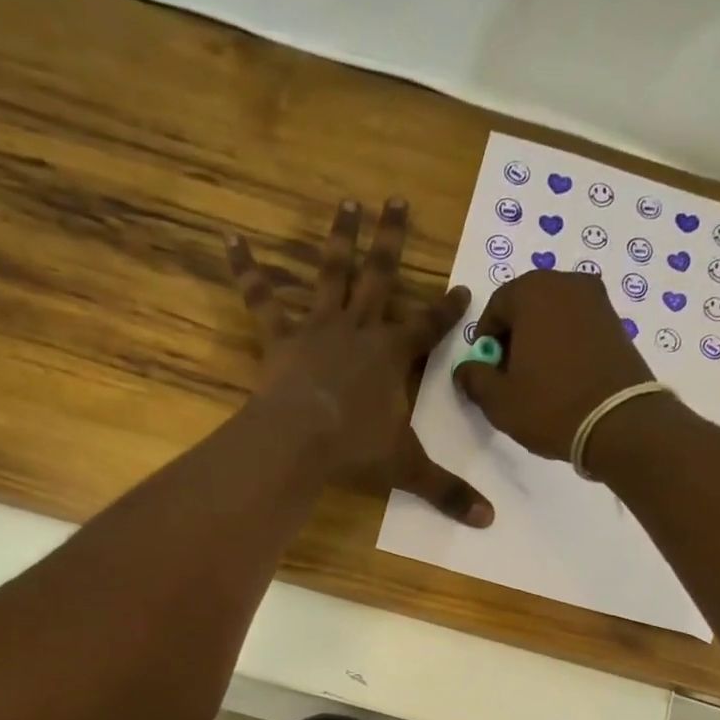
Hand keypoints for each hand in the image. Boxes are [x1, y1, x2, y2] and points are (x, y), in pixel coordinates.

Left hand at [227, 199, 493, 526]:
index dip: (447, 310)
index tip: (464, 285)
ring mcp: (318, 328)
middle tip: (397, 198)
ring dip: (340, 237)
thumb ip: (447, 491)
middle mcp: (359, 330)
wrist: (302, 441)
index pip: (429, 327)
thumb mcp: (407, 469)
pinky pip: (262, 297)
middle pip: (381, 277)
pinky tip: (230, 238)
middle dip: (392, 239)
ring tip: (346, 201)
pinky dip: (247, 269)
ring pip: (332, 273)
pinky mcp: (281, 337)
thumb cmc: (356, 450)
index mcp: (393, 355)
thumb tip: (489, 520)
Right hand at [451, 271, 656, 462]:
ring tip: (536, 381)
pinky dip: (564, 346)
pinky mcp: (617, 323)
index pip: (496, 306)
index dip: (485, 340)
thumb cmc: (549, 405)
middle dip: (513, 337)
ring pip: (553, 316)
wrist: (619, 422)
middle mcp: (568, 283)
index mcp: (534, 291)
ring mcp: (598, 301)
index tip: (485, 370)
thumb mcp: (497, 399)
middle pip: (527, 306)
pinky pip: (577, 327)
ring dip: (539, 341)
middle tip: (509, 376)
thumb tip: (466, 370)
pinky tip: (562, 379)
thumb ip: (473, 378)